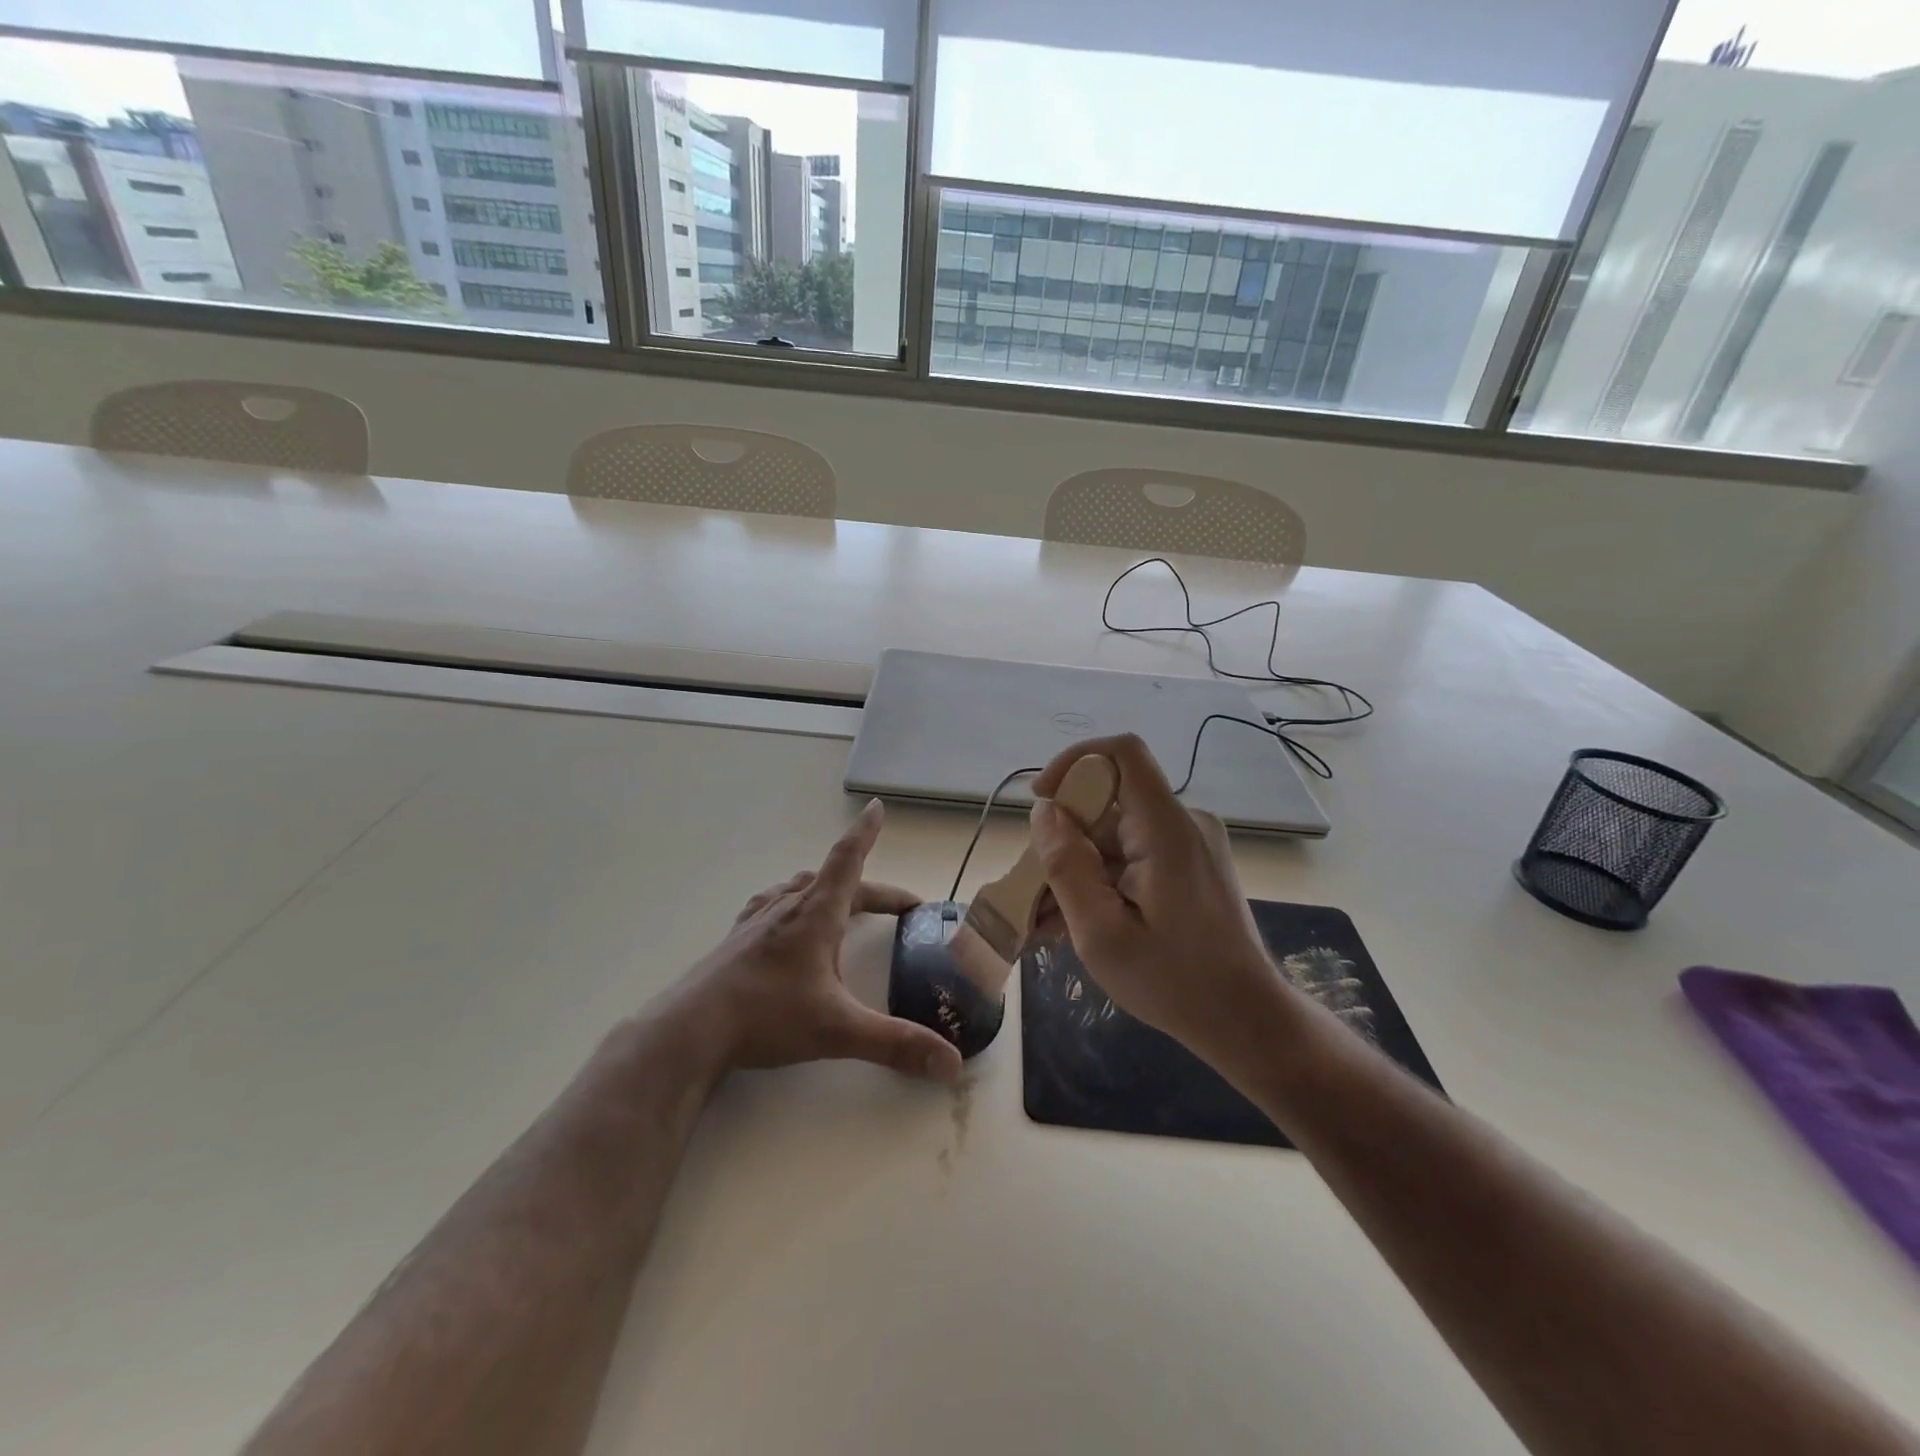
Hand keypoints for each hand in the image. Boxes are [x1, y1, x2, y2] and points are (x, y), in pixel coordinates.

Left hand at [677, 800, 964, 1083]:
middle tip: (899, 908)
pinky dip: (793, 904)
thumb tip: (951, 1063)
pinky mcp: (737, 940)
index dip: (865, 834)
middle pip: (836, 882)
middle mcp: (788, 907)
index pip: (848, 860)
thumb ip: (895, 1044)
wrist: (690, 1031)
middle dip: (873, 891)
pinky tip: (786, 921)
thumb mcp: (838, 1030)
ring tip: (845, 904)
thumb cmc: (767, 1017)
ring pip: (801, 890)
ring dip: (831, 891)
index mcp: (816, 913)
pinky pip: (772, 906)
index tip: (876, 807)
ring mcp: (758, 921)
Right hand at [1029, 734, 1284, 1072]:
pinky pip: (1134, 855)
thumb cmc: (1174, 982)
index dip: (1075, 762)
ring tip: (1046, 920)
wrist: (1246, 1020)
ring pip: (1116, 834)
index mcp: (1166, 829)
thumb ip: (1067, 867)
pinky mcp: (1190, 866)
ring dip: (1078, 868)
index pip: (1123, 752)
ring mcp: (1189, 845)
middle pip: (1110, 802)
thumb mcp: (1102, 933)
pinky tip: (1075, 922)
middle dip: (1064, 838)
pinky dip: (1102, 880)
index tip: (1042, 801)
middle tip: (1033, 889)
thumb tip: (1045, 813)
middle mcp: (1183, 823)